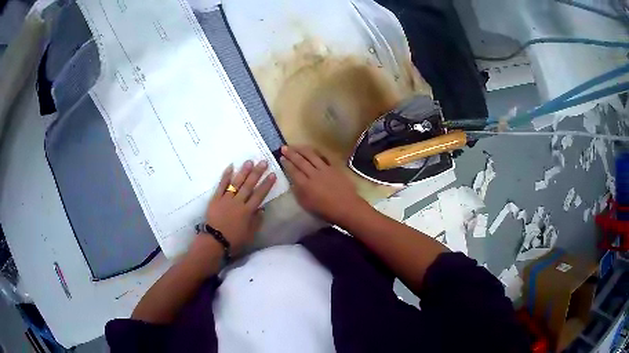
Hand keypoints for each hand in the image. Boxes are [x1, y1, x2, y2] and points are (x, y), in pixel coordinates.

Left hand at [203, 160, 276, 254]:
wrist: (214, 241)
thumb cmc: (233, 240)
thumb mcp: (249, 234)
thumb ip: (256, 221)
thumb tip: (262, 209)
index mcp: (247, 211)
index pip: (259, 195)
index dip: (266, 184)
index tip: (273, 174)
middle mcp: (238, 202)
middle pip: (249, 186)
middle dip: (257, 173)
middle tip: (263, 162)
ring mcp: (226, 199)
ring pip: (236, 183)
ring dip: (243, 172)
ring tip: (249, 161)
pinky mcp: (215, 199)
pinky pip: (221, 185)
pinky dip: (225, 176)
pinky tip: (230, 166)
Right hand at [280, 145, 367, 223]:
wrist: (347, 207)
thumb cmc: (326, 210)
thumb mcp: (307, 205)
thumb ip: (298, 192)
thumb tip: (293, 181)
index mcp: (305, 185)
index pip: (293, 171)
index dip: (286, 163)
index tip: (281, 157)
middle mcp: (314, 174)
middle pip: (300, 161)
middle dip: (291, 153)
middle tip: (284, 147)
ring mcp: (325, 169)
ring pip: (311, 155)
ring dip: (302, 149)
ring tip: (295, 145)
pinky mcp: (334, 168)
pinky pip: (324, 157)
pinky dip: (316, 152)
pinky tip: (312, 149)